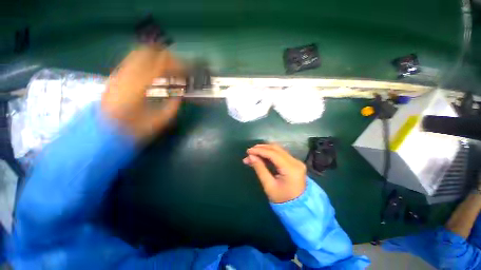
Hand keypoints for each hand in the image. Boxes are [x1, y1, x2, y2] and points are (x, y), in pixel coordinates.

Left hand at [102, 45, 182, 142]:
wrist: (103, 132)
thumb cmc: (133, 129)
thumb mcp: (159, 121)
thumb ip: (173, 106)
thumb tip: (180, 94)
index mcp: (139, 86)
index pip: (161, 64)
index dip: (176, 66)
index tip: (186, 73)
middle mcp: (127, 74)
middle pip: (149, 52)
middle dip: (166, 57)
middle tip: (178, 69)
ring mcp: (119, 73)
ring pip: (139, 53)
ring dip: (156, 58)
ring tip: (167, 69)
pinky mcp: (115, 76)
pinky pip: (132, 60)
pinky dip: (146, 62)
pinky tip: (153, 73)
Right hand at [243, 144, 306, 202]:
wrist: (299, 207)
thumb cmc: (282, 200)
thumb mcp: (269, 186)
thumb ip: (260, 169)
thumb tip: (251, 156)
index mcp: (290, 169)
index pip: (273, 154)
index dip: (259, 150)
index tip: (248, 151)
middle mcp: (295, 162)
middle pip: (276, 149)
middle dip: (261, 148)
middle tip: (249, 152)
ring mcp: (296, 161)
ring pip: (278, 149)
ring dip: (265, 150)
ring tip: (253, 153)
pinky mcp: (294, 162)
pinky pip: (280, 154)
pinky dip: (270, 153)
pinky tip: (261, 156)